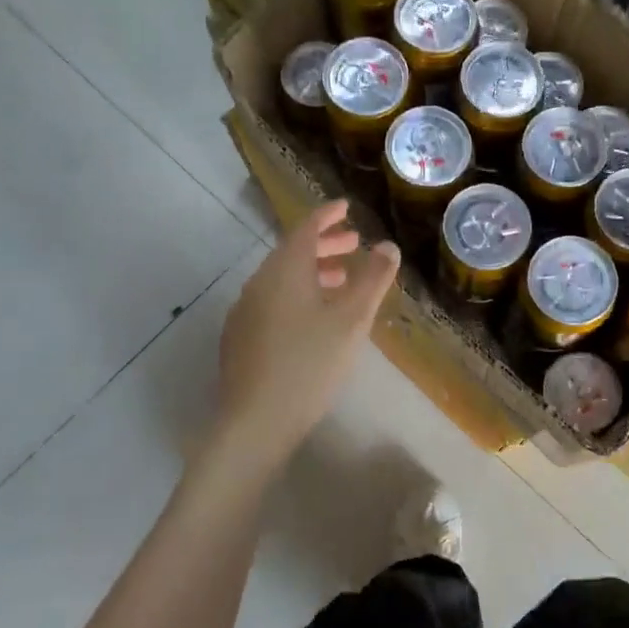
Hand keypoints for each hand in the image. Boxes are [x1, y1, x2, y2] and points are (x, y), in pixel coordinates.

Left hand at [214, 201, 398, 465]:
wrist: (256, 420)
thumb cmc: (310, 363)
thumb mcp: (352, 319)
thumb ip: (372, 279)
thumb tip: (388, 246)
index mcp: (284, 271)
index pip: (306, 229)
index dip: (328, 215)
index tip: (347, 207)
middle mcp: (259, 283)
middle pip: (292, 252)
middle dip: (324, 245)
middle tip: (353, 244)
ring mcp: (245, 311)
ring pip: (282, 279)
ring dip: (312, 272)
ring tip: (341, 281)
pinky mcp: (240, 338)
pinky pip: (273, 301)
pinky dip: (297, 295)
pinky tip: (314, 318)